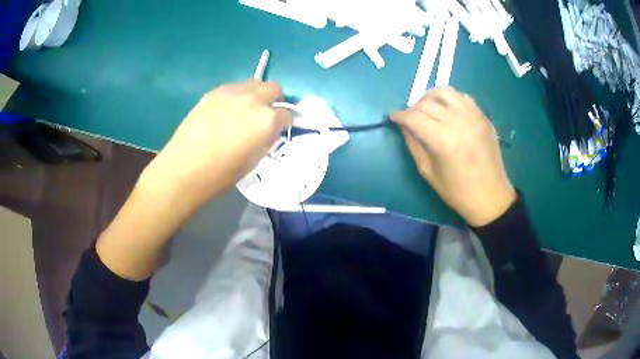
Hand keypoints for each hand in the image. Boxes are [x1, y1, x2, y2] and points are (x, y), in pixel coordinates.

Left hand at [141, 80, 292, 207]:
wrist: (183, 169)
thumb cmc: (220, 174)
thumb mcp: (253, 161)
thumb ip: (266, 139)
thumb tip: (269, 130)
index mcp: (266, 120)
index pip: (287, 113)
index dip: (285, 123)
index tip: (279, 129)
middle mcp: (253, 99)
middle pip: (274, 88)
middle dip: (274, 100)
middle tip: (265, 115)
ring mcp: (232, 92)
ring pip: (254, 83)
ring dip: (256, 95)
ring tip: (244, 112)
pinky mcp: (214, 92)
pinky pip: (234, 88)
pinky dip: (237, 96)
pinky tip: (226, 112)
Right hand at [391, 87, 515, 226]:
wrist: (490, 196)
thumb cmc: (457, 191)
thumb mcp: (428, 172)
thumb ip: (414, 145)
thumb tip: (404, 126)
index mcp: (442, 140)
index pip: (414, 117)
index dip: (400, 115)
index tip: (393, 117)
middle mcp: (458, 122)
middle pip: (427, 103)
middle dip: (413, 108)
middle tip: (409, 117)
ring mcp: (473, 116)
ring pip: (445, 92)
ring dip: (430, 97)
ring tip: (426, 107)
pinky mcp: (483, 117)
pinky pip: (463, 97)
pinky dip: (450, 99)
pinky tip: (447, 109)